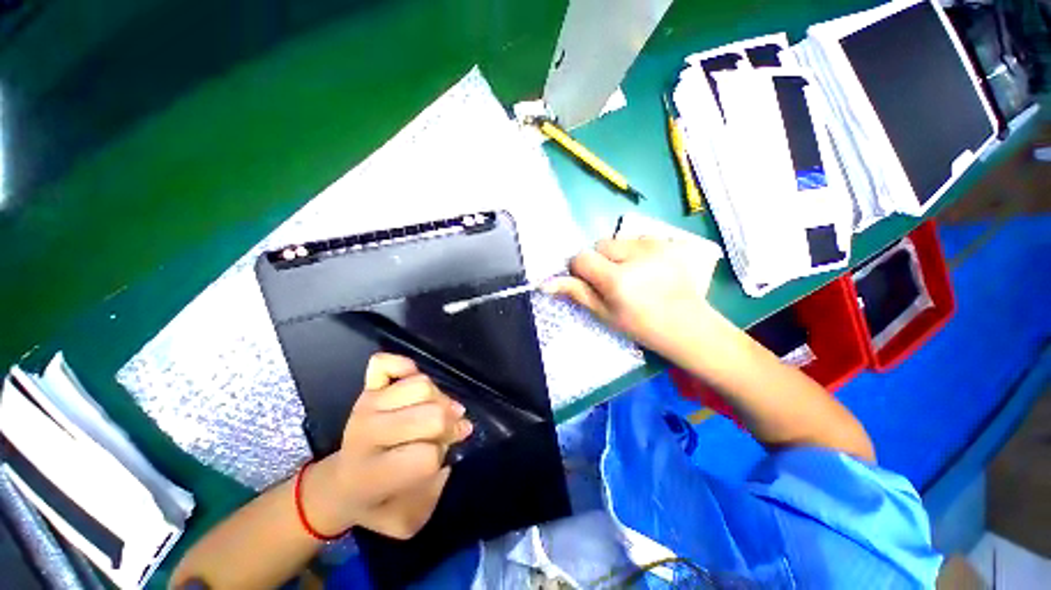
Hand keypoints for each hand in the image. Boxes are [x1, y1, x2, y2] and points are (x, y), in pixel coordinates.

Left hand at [305, 353, 472, 539]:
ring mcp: (366, 405)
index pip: (426, 456)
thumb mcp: (407, 519)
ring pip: (421, 385)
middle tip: (450, 432)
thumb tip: (452, 447)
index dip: (441, 456)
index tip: (442, 458)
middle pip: (431, 416)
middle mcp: (366, 434)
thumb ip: (433, 492)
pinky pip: (387, 363)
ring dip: (438, 398)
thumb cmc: (376, 504)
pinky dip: (405, 365)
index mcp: (371, 475)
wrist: (338, 485)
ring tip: (437, 411)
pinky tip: (412, 383)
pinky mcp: (366, 388)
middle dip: (449, 425)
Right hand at [544, 237, 718, 356]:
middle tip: (615, 281)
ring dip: (618, 254)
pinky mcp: (670, 241)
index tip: (591, 282)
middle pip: (600, 244)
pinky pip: (639, 239)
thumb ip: (576, 293)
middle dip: (600, 260)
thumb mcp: (604, 314)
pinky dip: (637, 251)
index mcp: (617, 279)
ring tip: (635, 275)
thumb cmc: (641, 325)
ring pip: (619, 240)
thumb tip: (545, 283)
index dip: (580, 269)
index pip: (582, 257)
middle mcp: (636, 255)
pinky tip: (650, 269)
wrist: (687, 325)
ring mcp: (657, 245)